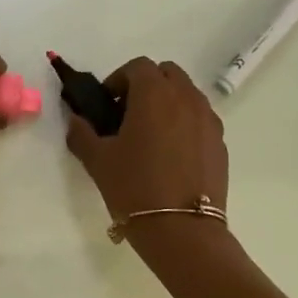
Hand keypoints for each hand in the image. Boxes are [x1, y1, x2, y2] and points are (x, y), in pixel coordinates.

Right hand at [65, 58, 228, 225]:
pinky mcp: (221, 143)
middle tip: (128, 114)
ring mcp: (208, 120)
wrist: (182, 230)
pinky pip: (200, 119)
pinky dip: (185, 124)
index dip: (119, 79)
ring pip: (187, 95)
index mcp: (154, 94)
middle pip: (167, 74)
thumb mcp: (97, 160)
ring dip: (168, 103)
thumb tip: (76, 120)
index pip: (138, 66)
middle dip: (147, 85)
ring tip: (151, 135)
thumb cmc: (134, 188)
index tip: (107, 104)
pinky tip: (171, 155)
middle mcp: (186, 98)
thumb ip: (82, 133)